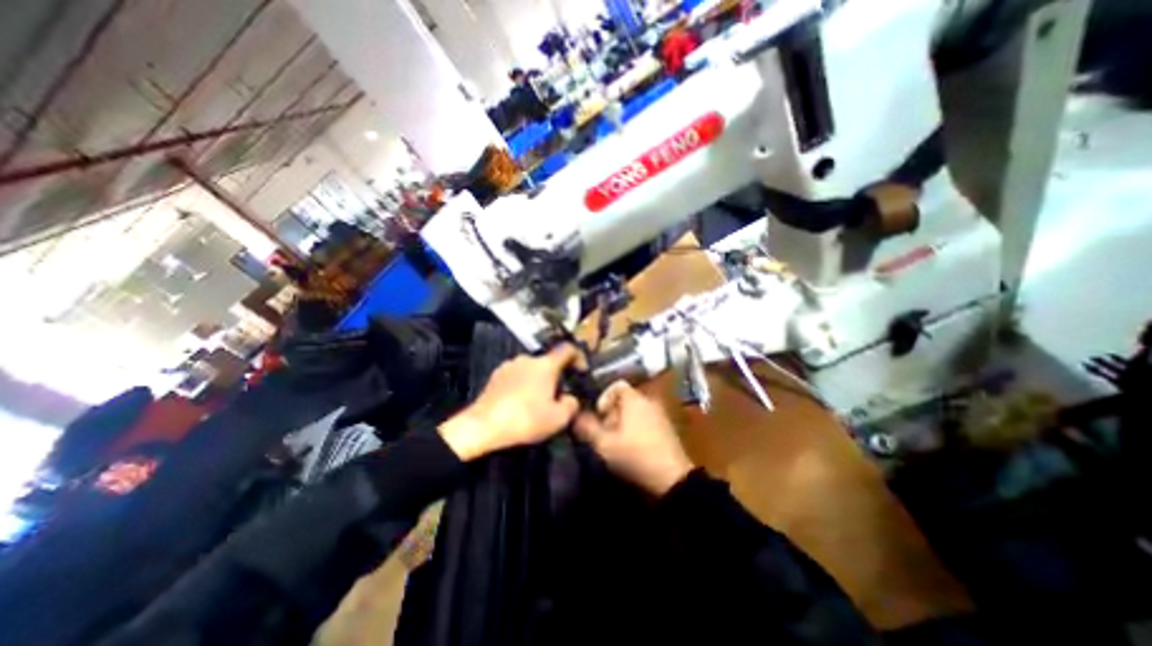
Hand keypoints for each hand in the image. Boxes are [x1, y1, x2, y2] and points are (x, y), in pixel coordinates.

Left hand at [442, 346, 584, 460]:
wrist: (483, 426)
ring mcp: (509, 365)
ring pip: (531, 370)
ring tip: (536, 403)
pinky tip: (519, 403)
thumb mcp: (559, 419)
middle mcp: (527, 359)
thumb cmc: (525, 419)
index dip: (579, 356)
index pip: (567, 349)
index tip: (581, 370)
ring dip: (538, 381)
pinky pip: (516, 376)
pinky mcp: (495, 376)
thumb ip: (572, 404)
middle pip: (548, 362)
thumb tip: (570, 398)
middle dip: (556, 377)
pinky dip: (522, 385)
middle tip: (557, 397)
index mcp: (545, 364)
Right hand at [573, 384, 691, 494]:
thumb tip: (576, 415)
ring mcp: (661, 414)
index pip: (617, 385)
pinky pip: (646, 420)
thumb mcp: (605, 444)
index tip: (599, 415)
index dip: (604, 397)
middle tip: (606, 431)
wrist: (673, 477)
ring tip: (617, 441)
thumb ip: (588, 428)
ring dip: (624, 422)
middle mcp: (649, 401)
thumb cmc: (635, 455)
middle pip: (625, 399)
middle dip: (612, 413)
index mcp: (635, 399)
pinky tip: (633, 447)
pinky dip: (636, 428)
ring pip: (635, 411)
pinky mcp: (667, 428)